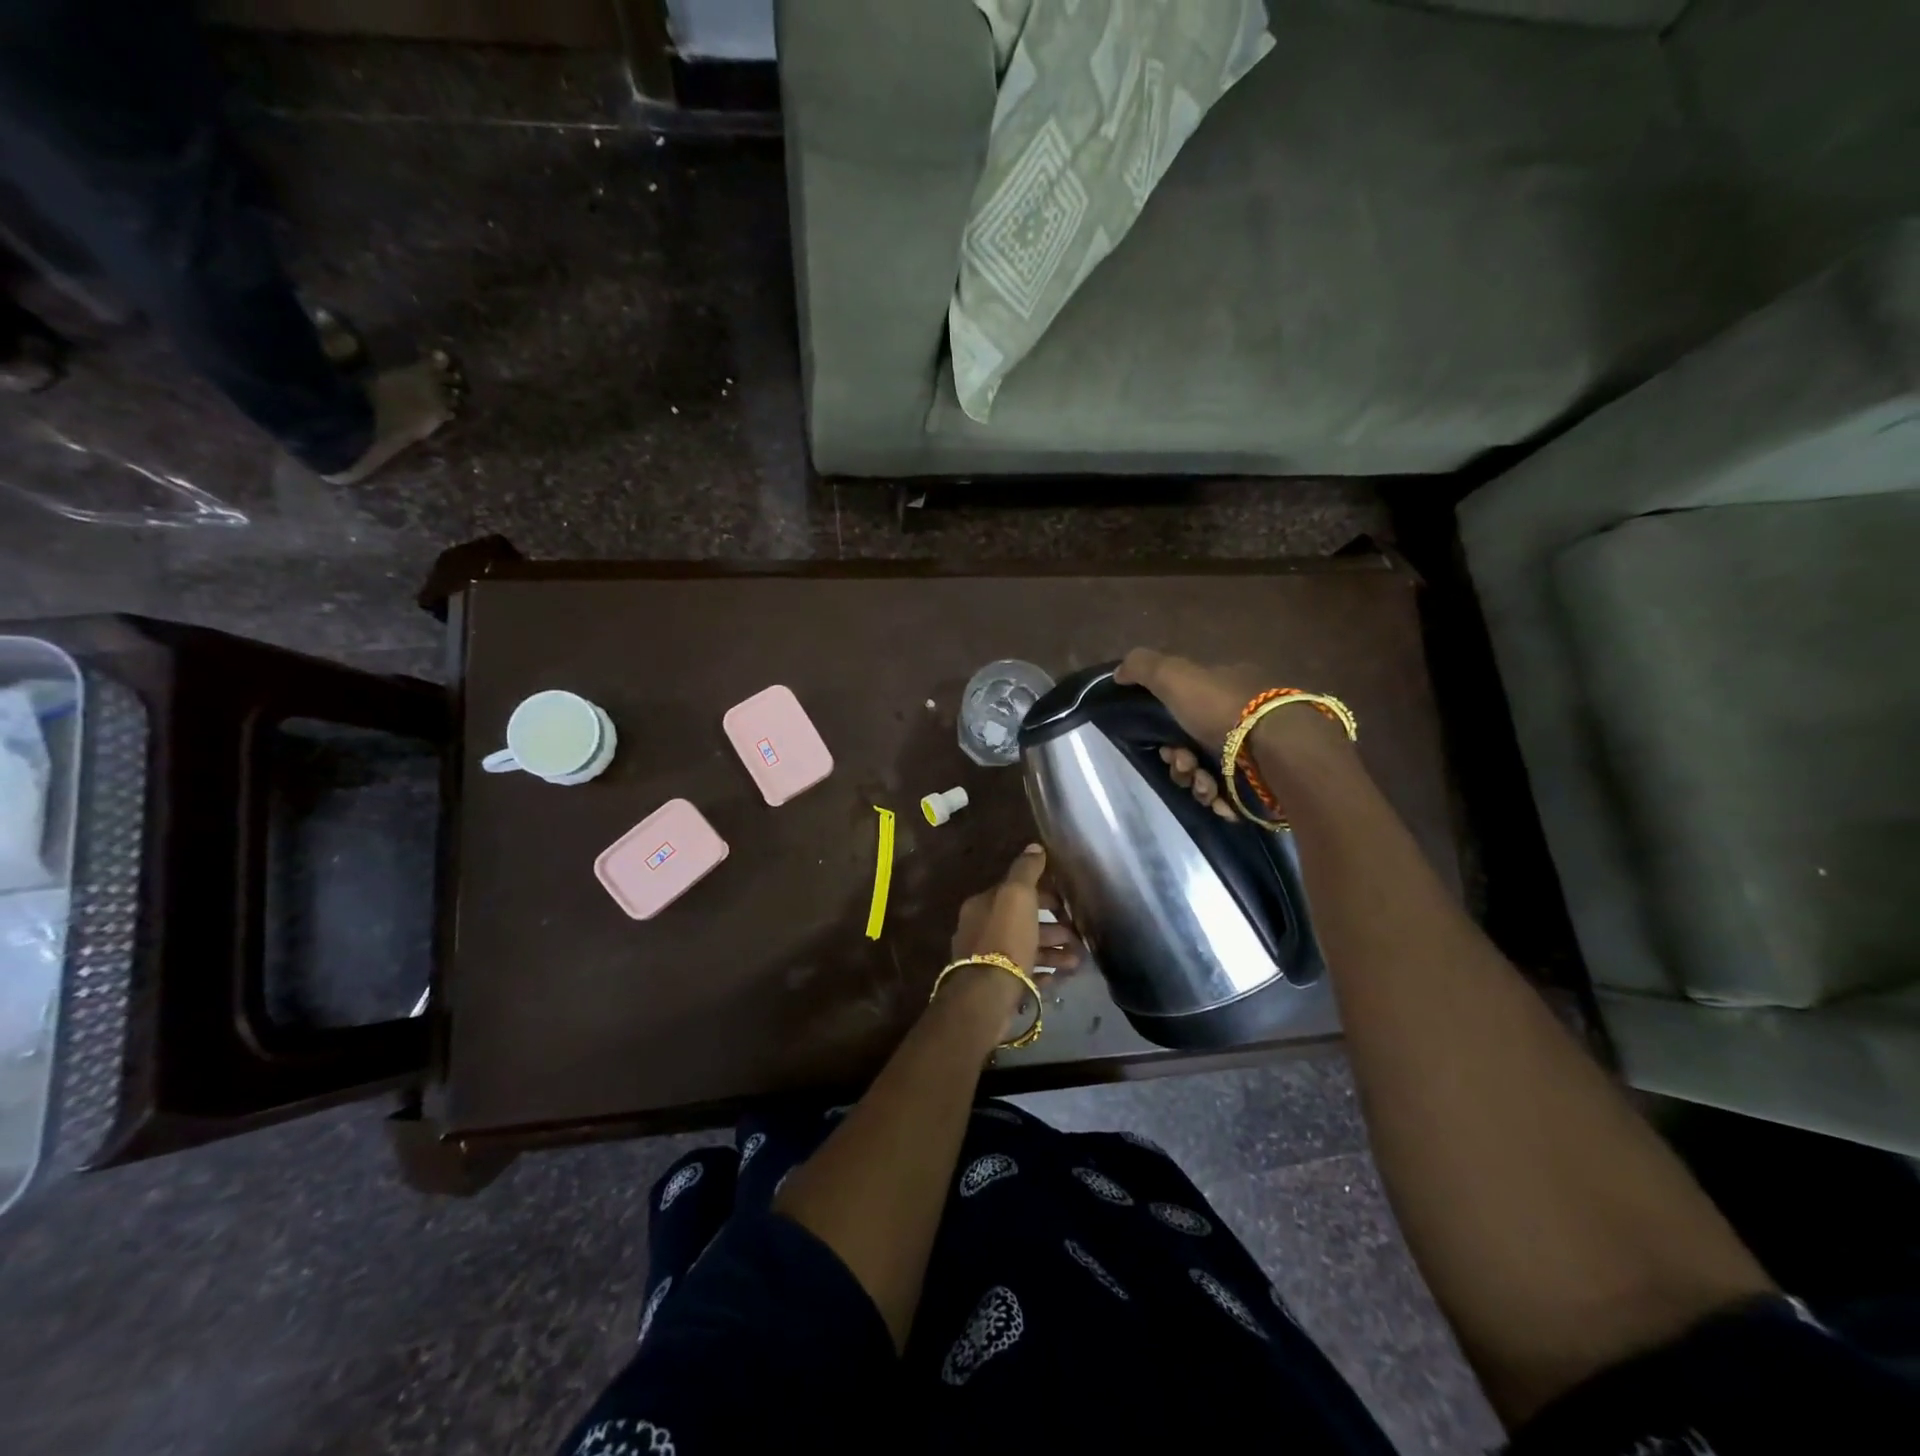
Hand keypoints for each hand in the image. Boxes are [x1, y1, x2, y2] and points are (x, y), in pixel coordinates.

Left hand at [949, 845, 1080, 973]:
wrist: (986, 995)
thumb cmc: (1005, 939)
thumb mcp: (1017, 896)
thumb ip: (1026, 870)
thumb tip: (1034, 847)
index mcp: (983, 905)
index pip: (1016, 892)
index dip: (1044, 894)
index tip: (1068, 903)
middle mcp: (981, 929)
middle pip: (1023, 922)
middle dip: (1053, 926)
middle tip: (1078, 935)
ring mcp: (987, 960)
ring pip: (1026, 949)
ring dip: (1053, 951)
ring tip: (1077, 961)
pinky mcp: (996, 986)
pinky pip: (1024, 974)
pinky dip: (1043, 972)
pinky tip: (1060, 977)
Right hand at [1116, 649, 1352, 818]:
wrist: (1280, 754)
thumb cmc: (1226, 710)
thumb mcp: (1176, 675)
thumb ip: (1144, 667)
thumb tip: (1119, 672)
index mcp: (1229, 687)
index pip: (1186, 706)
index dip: (1166, 727)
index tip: (1164, 744)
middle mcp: (1246, 718)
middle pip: (1193, 744)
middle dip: (1180, 761)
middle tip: (1183, 765)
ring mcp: (1258, 753)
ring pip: (1209, 773)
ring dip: (1197, 783)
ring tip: (1205, 786)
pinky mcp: (1266, 784)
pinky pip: (1231, 795)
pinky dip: (1220, 799)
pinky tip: (1221, 799)